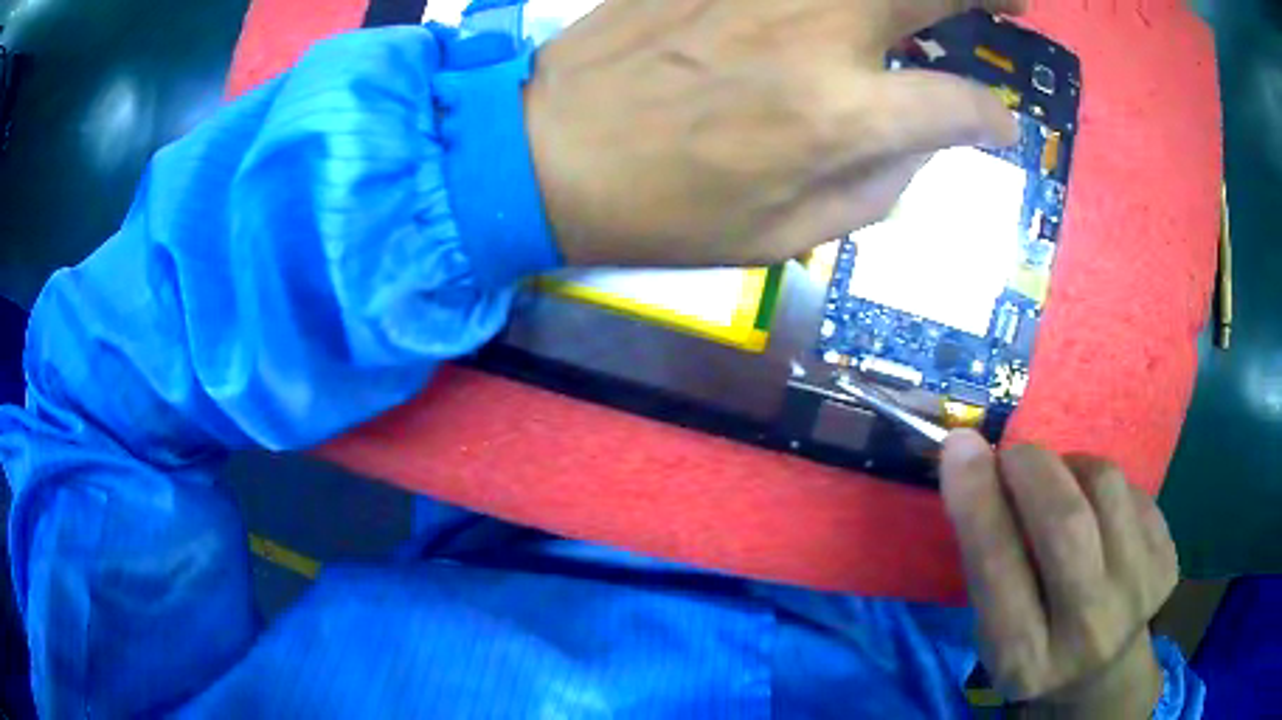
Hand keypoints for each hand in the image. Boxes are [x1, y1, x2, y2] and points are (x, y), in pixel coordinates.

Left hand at [525, 0, 1024, 266]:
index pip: (961, 105)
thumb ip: (878, 190)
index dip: (992, 120)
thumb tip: (921, 145)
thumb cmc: (665, 211)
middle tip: (1019, 3)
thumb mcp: (787, 237)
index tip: (998, 126)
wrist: (548, 154)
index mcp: (843, 117)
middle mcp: (819, 32)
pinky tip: (853, 5)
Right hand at [940, 431, 1178, 717]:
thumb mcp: (994, 628)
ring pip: (1106, 486)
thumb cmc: (1036, 646)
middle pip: (1066, 522)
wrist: (1103, 671)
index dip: (978, 501)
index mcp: (1026, 659)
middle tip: (1015, 455)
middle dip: (1033, 468)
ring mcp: (1138, 594)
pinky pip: (1134, 490)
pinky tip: (1100, 516)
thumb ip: (988, 560)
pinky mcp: (1168, 562)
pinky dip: (1106, 488)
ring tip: (1063, 487)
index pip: (999, 569)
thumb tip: (971, 461)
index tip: (960, 445)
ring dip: (1073, 468)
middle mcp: (1087, 632)